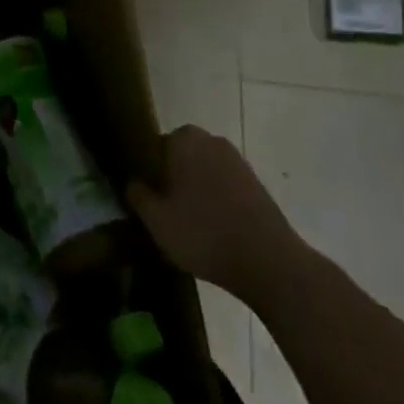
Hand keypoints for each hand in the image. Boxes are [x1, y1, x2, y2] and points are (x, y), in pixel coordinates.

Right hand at [127, 126, 307, 304]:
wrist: (270, 264)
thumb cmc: (204, 234)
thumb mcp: (156, 220)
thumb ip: (137, 195)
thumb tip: (134, 183)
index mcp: (184, 140)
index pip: (154, 146)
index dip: (148, 170)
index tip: (147, 195)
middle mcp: (212, 142)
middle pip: (180, 156)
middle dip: (172, 176)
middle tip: (165, 208)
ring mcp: (238, 162)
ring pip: (204, 170)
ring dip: (196, 188)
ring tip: (189, 221)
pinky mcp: (257, 185)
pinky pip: (224, 185)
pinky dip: (217, 199)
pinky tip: (213, 227)